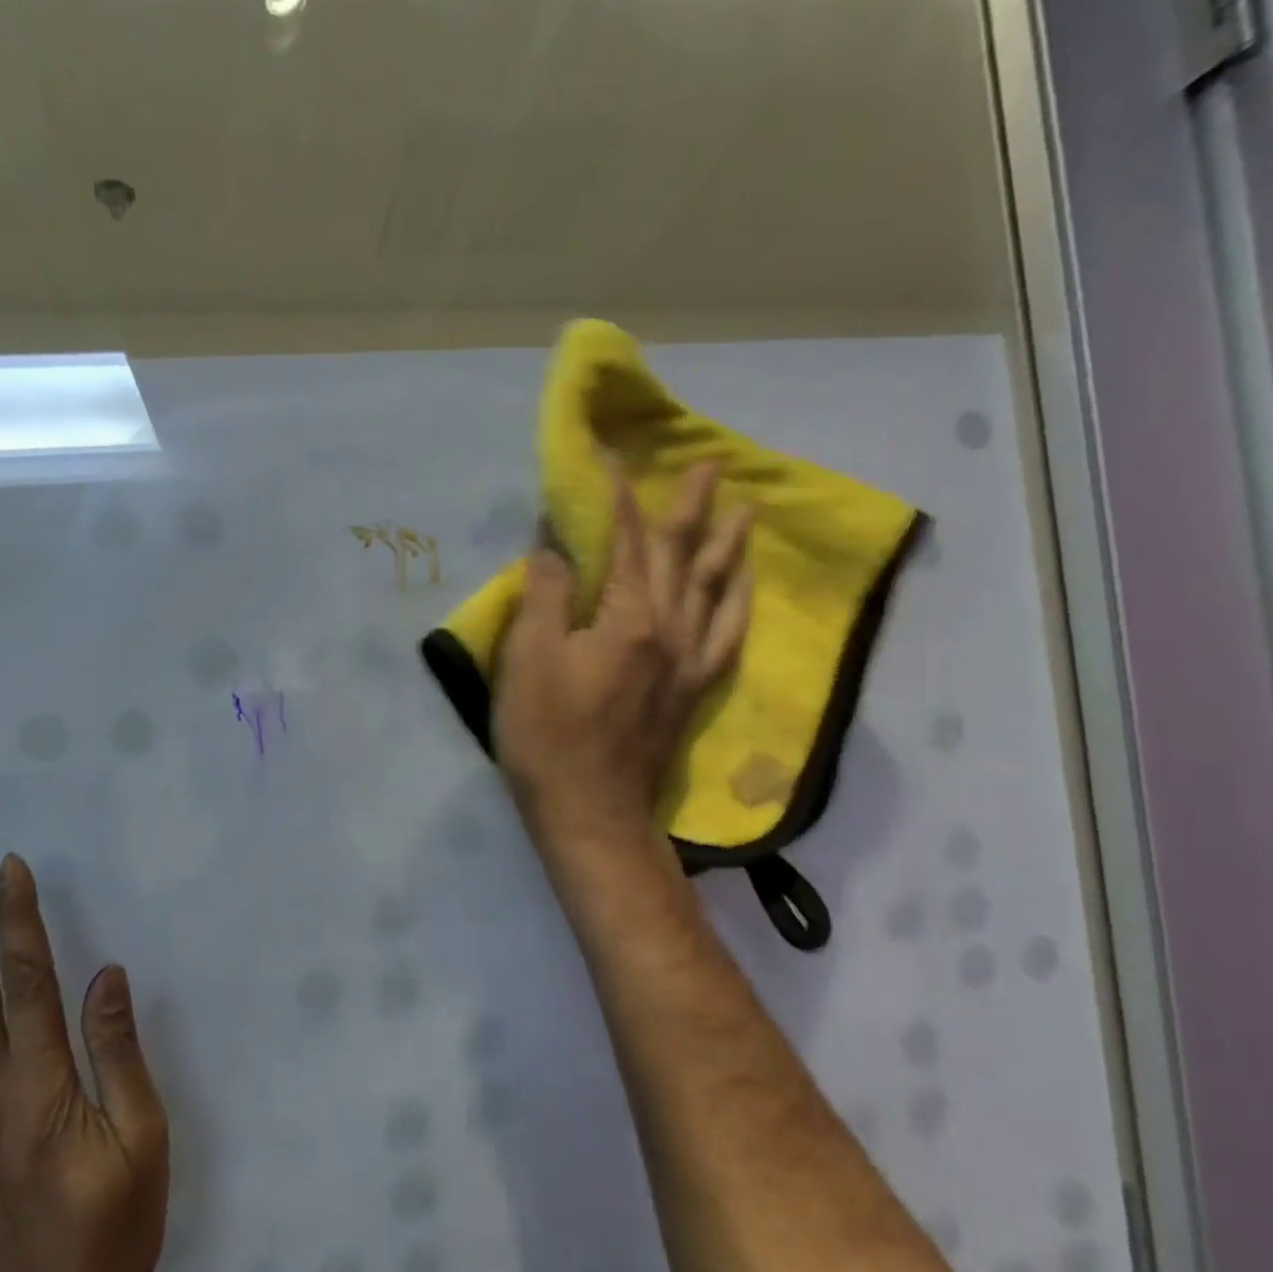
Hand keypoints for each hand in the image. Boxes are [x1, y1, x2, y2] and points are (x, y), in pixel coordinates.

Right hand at [493, 461, 752, 854]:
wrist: (591, 813)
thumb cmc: (547, 737)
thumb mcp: (528, 660)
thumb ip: (544, 594)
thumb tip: (554, 543)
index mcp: (628, 618)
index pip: (624, 541)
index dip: (616, 497)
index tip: (610, 458)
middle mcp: (670, 631)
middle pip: (680, 556)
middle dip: (690, 507)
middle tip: (710, 466)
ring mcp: (687, 663)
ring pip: (714, 591)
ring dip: (727, 547)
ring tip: (745, 512)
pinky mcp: (691, 692)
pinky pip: (726, 636)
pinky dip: (737, 605)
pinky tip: (741, 591)